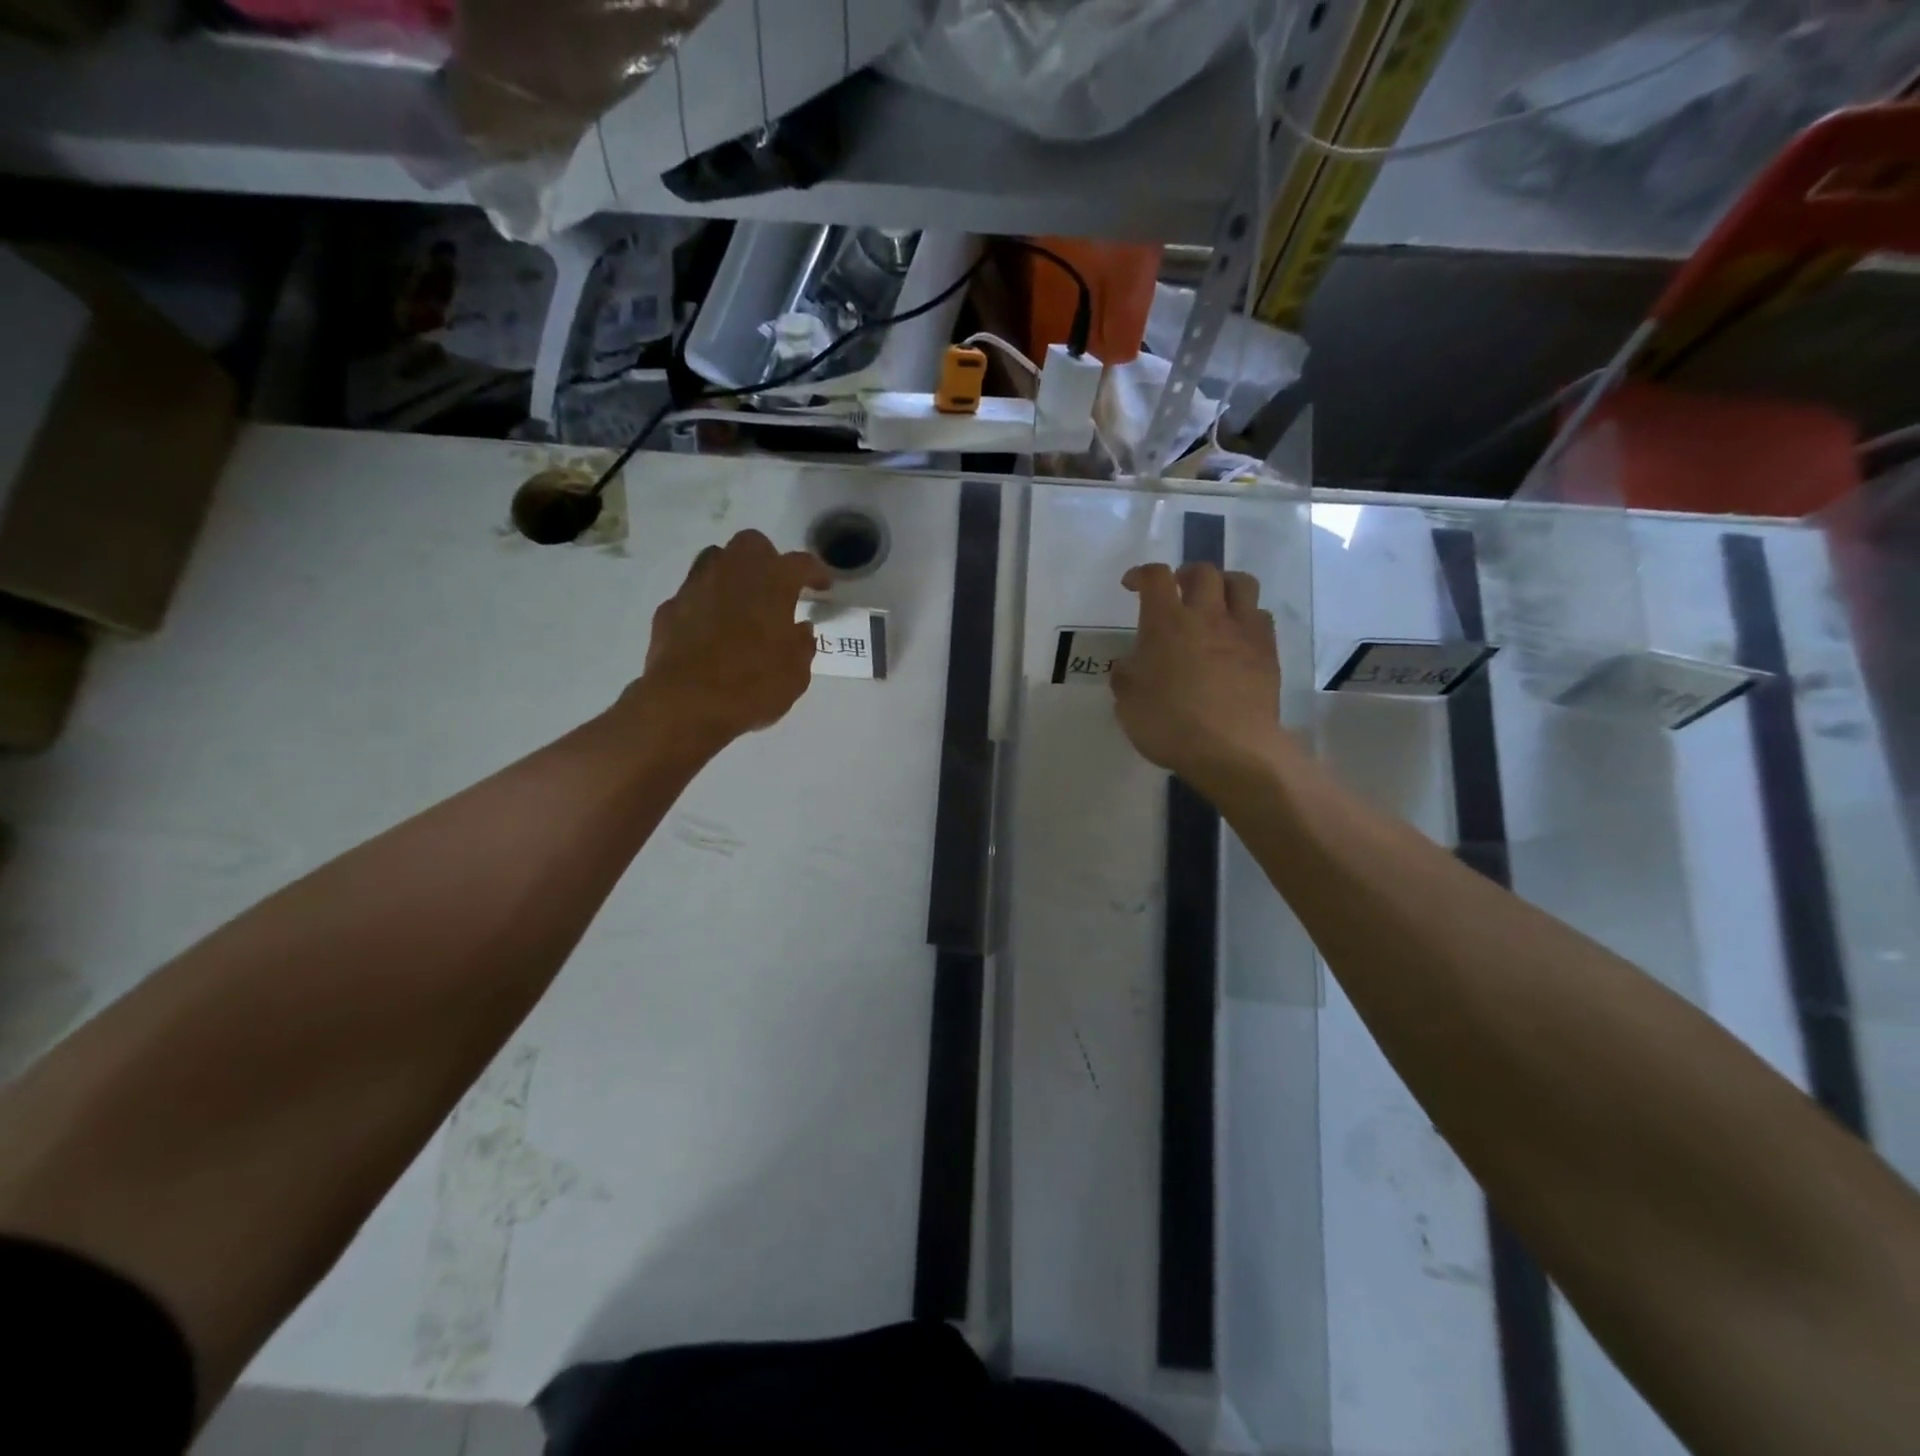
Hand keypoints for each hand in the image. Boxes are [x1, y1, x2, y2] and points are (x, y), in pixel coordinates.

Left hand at [632, 530, 832, 753]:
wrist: (685, 703)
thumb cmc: (752, 685)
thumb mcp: (796, 673)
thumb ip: (801, 645)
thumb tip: (799, 629)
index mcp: (772, 583)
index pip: (800, 564)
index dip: (815, 572)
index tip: (823, 585)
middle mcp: (733, 573)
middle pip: (752, 545)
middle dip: (767, 560)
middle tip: (776, 588)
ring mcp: (696, 587)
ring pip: (716, 560)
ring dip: (732, 574)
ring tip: (741, 602)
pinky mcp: (669, 609)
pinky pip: (693, 594)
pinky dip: (705, 604)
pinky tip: (710, 629)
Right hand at [1112, 562, 1289, 789]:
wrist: (1231, 748)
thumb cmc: (1169, 724)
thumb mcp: (1127, 703)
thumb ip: (1126, 676)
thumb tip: (1130, 664)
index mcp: (1166, 623)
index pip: (1155, 577)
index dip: (1142, 574)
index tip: (1133, 585)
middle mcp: (1206, 616)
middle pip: (1203, 571)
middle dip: (1186, 574)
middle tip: (1176, 590)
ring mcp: (1242, 631)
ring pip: (1241, 583)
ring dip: (1224, 585)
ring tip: (1214, 603)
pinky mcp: (1267, 651)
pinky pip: (1260, 616)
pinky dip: (1246, 617)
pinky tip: (1236, 636)